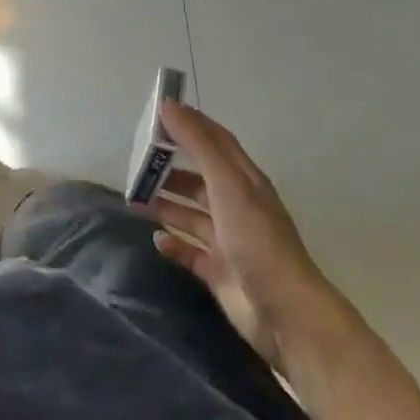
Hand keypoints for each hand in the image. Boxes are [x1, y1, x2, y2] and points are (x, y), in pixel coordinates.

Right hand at [147, 101, 338, 371]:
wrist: (285, 314)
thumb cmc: (256, 239)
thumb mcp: (227, 184)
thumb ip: (198, 144)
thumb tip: (168, 105)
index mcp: (244, 181)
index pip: (216, 142)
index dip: (190, 124)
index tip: (157, 114)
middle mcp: (236, 206)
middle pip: (199, 178)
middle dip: (170, 168)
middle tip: (137, 162)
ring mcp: (228, 241)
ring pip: (191, 214)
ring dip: (165, 204)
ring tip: (134, 199)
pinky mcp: (219, 272)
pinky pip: (189, 251)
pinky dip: (172, 243)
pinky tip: (156, 239)